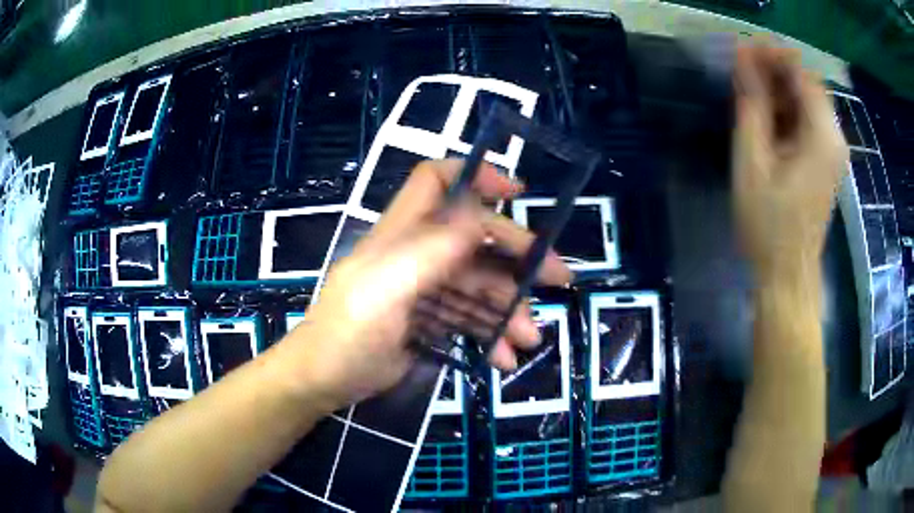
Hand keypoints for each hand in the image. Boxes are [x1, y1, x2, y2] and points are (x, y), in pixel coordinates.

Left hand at [291, 160, 572, 409]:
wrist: (323, 380)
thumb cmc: (347, 333)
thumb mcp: (384, 291)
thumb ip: (429, 252)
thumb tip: (481, 220)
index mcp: (402, 233)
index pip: (436, 180)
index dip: (476, 176)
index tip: (517, 193)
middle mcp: (417, 252)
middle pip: (477, 238)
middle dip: (520, 255)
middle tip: (559, 278)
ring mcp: (425, 287)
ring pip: (480, 285)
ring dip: (509, 309)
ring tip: (529, 339)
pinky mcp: (429, 319)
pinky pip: (470, 318)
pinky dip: (491, 335)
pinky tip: (504, 358)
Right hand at [732, 46, 847, 280]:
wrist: (788, 276)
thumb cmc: (769, 225)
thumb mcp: (754, 161)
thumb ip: (752, 106)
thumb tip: (744, 59)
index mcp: (823, 136)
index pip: (803, 73)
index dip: (773, 56)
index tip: (742, 52)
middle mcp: (835, 138)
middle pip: (807, 84)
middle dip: (774, 71)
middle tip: (742, 72)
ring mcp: (833, 151)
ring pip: (807, 101)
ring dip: (779, 90)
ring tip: (749, 95)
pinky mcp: (827, 162)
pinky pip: (809, 121)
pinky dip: (787, 111)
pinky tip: (767, 120)